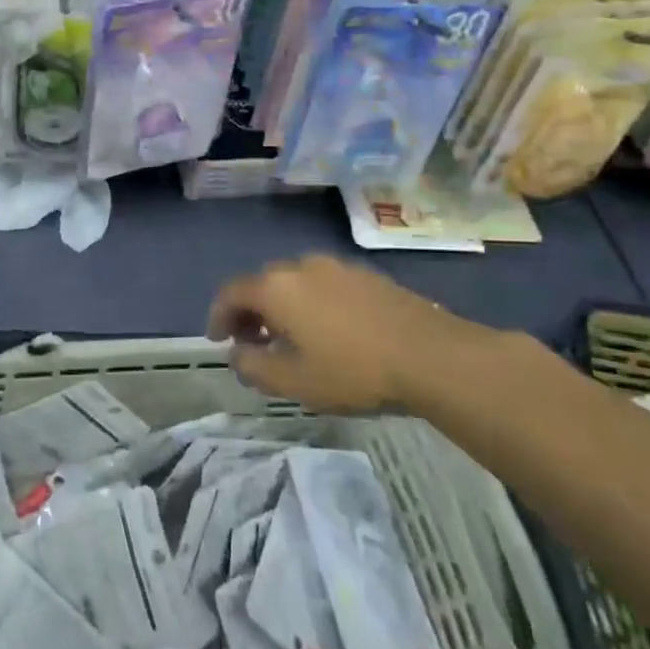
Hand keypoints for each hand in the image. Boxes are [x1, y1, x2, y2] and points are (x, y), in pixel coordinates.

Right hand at [206, 255, 509, 415]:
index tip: (218, 340)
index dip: (218, 316)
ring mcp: (338, 267)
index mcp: (277, 288)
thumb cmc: (353, 370)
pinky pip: (324, 285)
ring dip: (283, 307)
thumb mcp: (294, 381)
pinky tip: (328, 331)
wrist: (432, 356)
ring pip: (295, 283)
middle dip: (250, 312)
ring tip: (291, 339)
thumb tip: (237, 354)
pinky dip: (311, 303)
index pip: (232, 293)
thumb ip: (254, 367)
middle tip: (252, 342)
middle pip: (263, 283)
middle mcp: (302, 267)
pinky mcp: (367, 276)